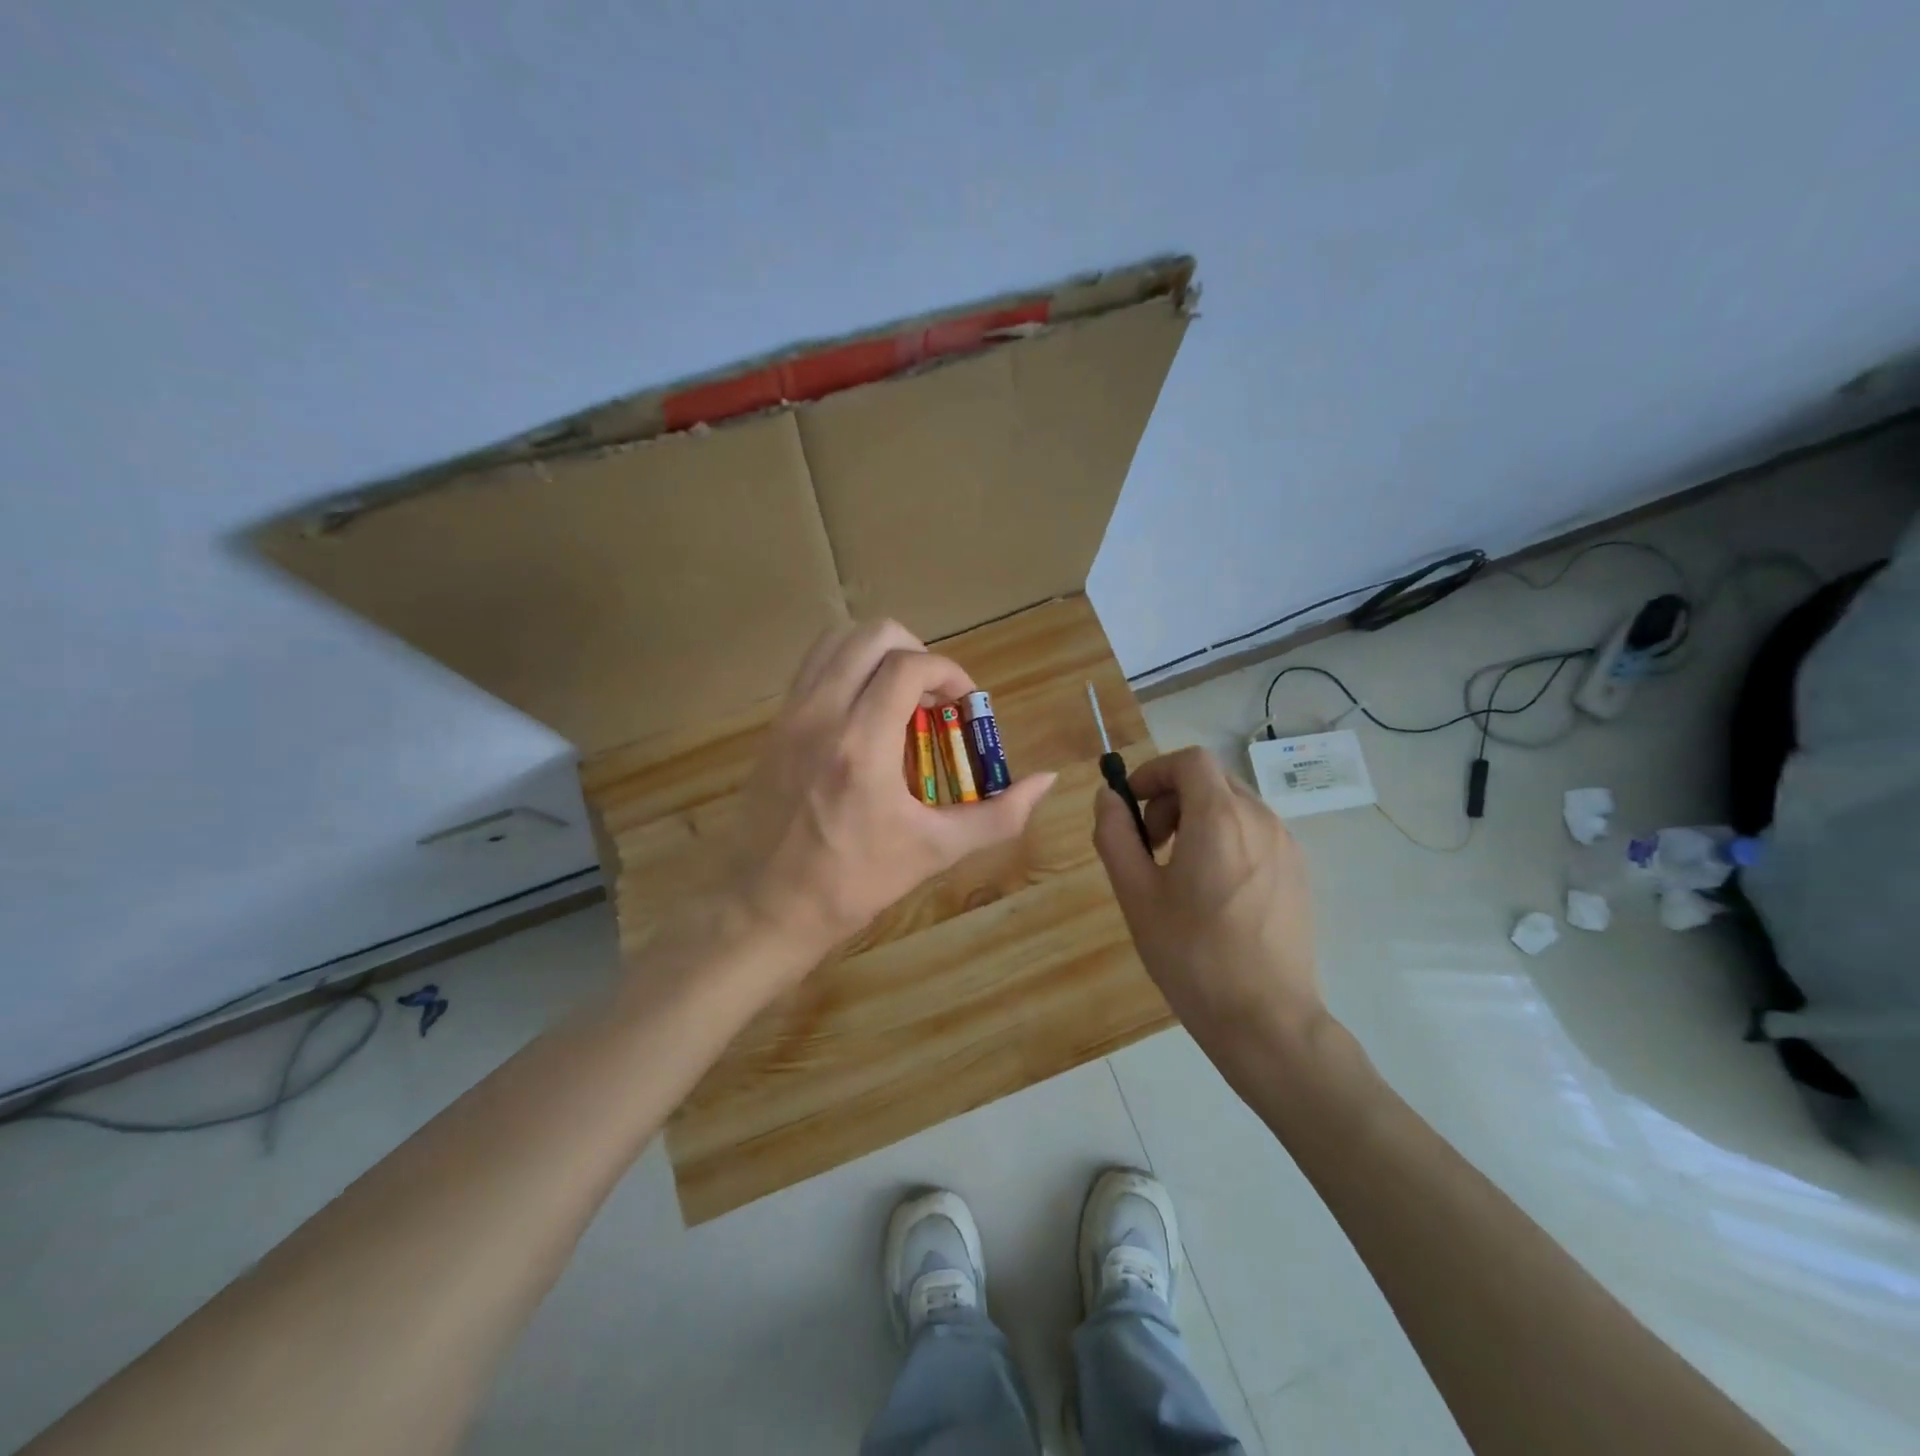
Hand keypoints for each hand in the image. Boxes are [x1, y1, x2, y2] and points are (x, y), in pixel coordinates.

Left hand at [725, 620, 1056, 967]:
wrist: (765, 907)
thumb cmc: (853, 883)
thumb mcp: (934, 851)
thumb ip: (998, 815)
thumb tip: (1046, 781)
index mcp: (862, 745)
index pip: (909, 665)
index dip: (949, 672)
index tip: (965, 705)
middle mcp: (822, 715)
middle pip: (871, 635)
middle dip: (916, 652)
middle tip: (934, 698)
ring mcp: (791, 717)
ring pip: (835, 641)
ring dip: (878, 655)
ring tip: (900, 698)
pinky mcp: (774, 727)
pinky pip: (813, 669)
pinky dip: (847, 671)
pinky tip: (865, 717)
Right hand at [1092, 746, 1324, 1053]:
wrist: (1266, 1020)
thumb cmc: (1192, 955)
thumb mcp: (1136, 894)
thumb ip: (1116, 835)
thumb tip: (1108, 798)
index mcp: (1220, 818)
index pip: (1189, 761)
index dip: (1154, 772)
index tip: (1131, 807)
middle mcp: (1260, 819)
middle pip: (1211, 780)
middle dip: (1172, 798)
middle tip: (1151, 846)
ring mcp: (1286, 845)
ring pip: (1234, 806)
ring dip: (1198, 819)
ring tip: (1179, 873)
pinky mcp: (1298, 872)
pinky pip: (1255, 833)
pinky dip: (1226, 839)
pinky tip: (1214, 893)